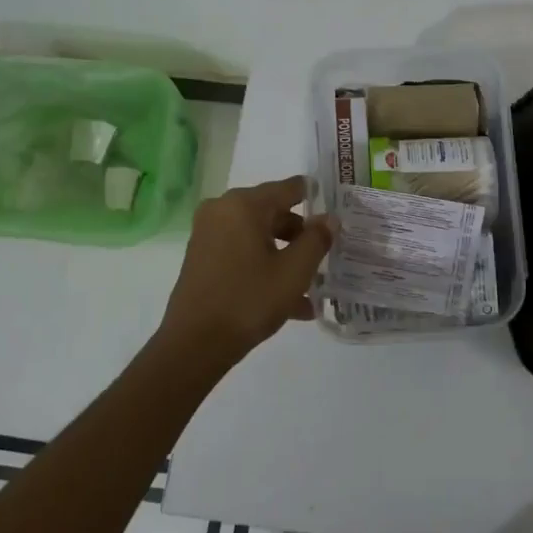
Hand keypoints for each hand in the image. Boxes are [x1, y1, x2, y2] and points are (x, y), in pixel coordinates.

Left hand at [158, 176, 336, 367]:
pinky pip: (243, 253)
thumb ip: (317, 240)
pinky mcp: (202, 258)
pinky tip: (291, 302)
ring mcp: (209, 234)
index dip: (316, 198)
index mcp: (244, 205)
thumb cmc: (249, 300)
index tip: (337, 212)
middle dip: (301, 236)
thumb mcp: (294, 271)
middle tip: (327, 256)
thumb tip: (329, 219)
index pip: (290, 188)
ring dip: (286, 257)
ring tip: (312, 288)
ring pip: (260, 237)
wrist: (194, 344)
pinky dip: (265, 268)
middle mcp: (223, 211)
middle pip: (274, 213)